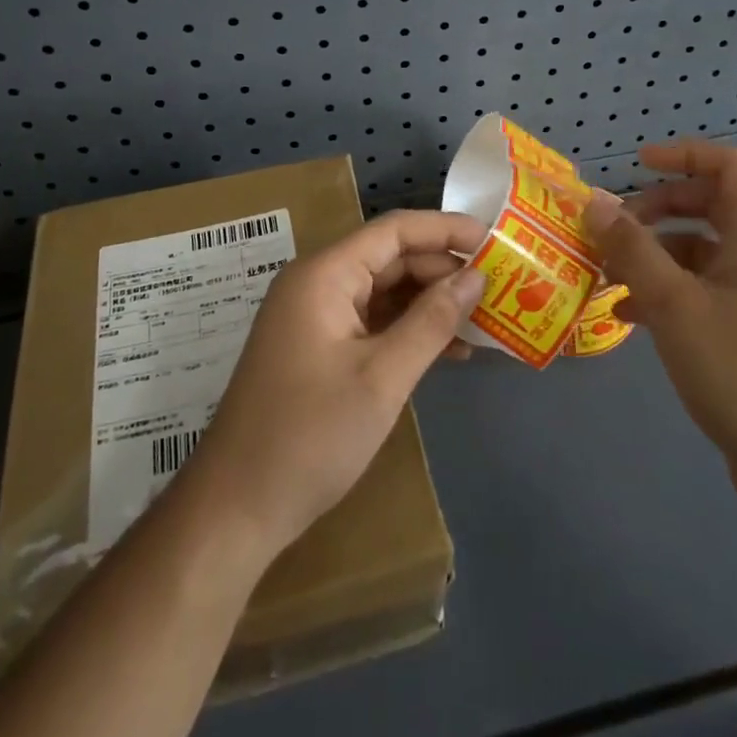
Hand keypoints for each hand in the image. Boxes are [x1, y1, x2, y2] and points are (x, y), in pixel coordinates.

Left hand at [189, 210, 485, 557]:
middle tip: (499, 291)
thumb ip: (431, 321)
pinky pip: (371, 320)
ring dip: (430, 303)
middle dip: (443, 271)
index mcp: (325, 274)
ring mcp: (315, 315)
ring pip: (383, 290)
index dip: (446, 230)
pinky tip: (446, 350)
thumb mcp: (382, 377)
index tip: (496, 242)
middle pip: (390, 258)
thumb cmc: (310, 436)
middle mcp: (317, 282)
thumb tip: (475, 277)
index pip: (395, 231)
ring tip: (483, 322)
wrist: (237, 506)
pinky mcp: (318, 346)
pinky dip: (407, 329)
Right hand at [586, 141, 736, 513]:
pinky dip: (664, 293)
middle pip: (711, 207)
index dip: (686, 155)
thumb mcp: (674, 306)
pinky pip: (701, 294)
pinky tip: (628, 318)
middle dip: (656, 209)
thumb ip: (632, 249)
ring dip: (652, 255)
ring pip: (700, 254)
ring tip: (606, 277)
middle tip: (612, 230)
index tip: (637, 167)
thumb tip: (595, 202)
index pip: (732, 167)